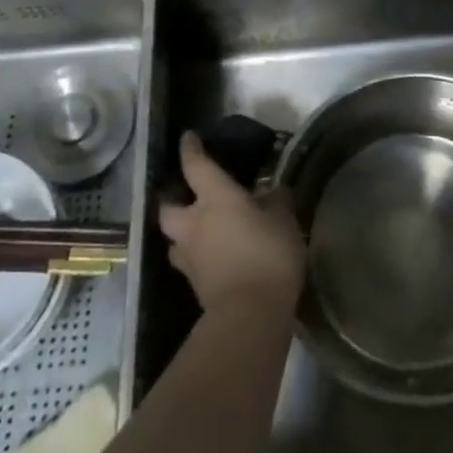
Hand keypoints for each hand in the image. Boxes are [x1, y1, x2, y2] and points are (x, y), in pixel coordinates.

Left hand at [157, 131, 304, 317]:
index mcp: (215, 198)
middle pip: (168, 208)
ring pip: (175, 239)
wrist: (250, 315)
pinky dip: (199, 256)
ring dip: (183, 232)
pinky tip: (215, 256)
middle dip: (172, 199)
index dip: (190, 149)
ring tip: (200, 230)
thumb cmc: (267, 254)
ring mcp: (190, 258)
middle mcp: (194, 224)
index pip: (196, 166)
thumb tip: (274, 191)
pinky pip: (190, 263)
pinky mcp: (195, 285)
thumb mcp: (284, 219)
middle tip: (185, 194)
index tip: (188, 138)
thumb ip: (277, 201)